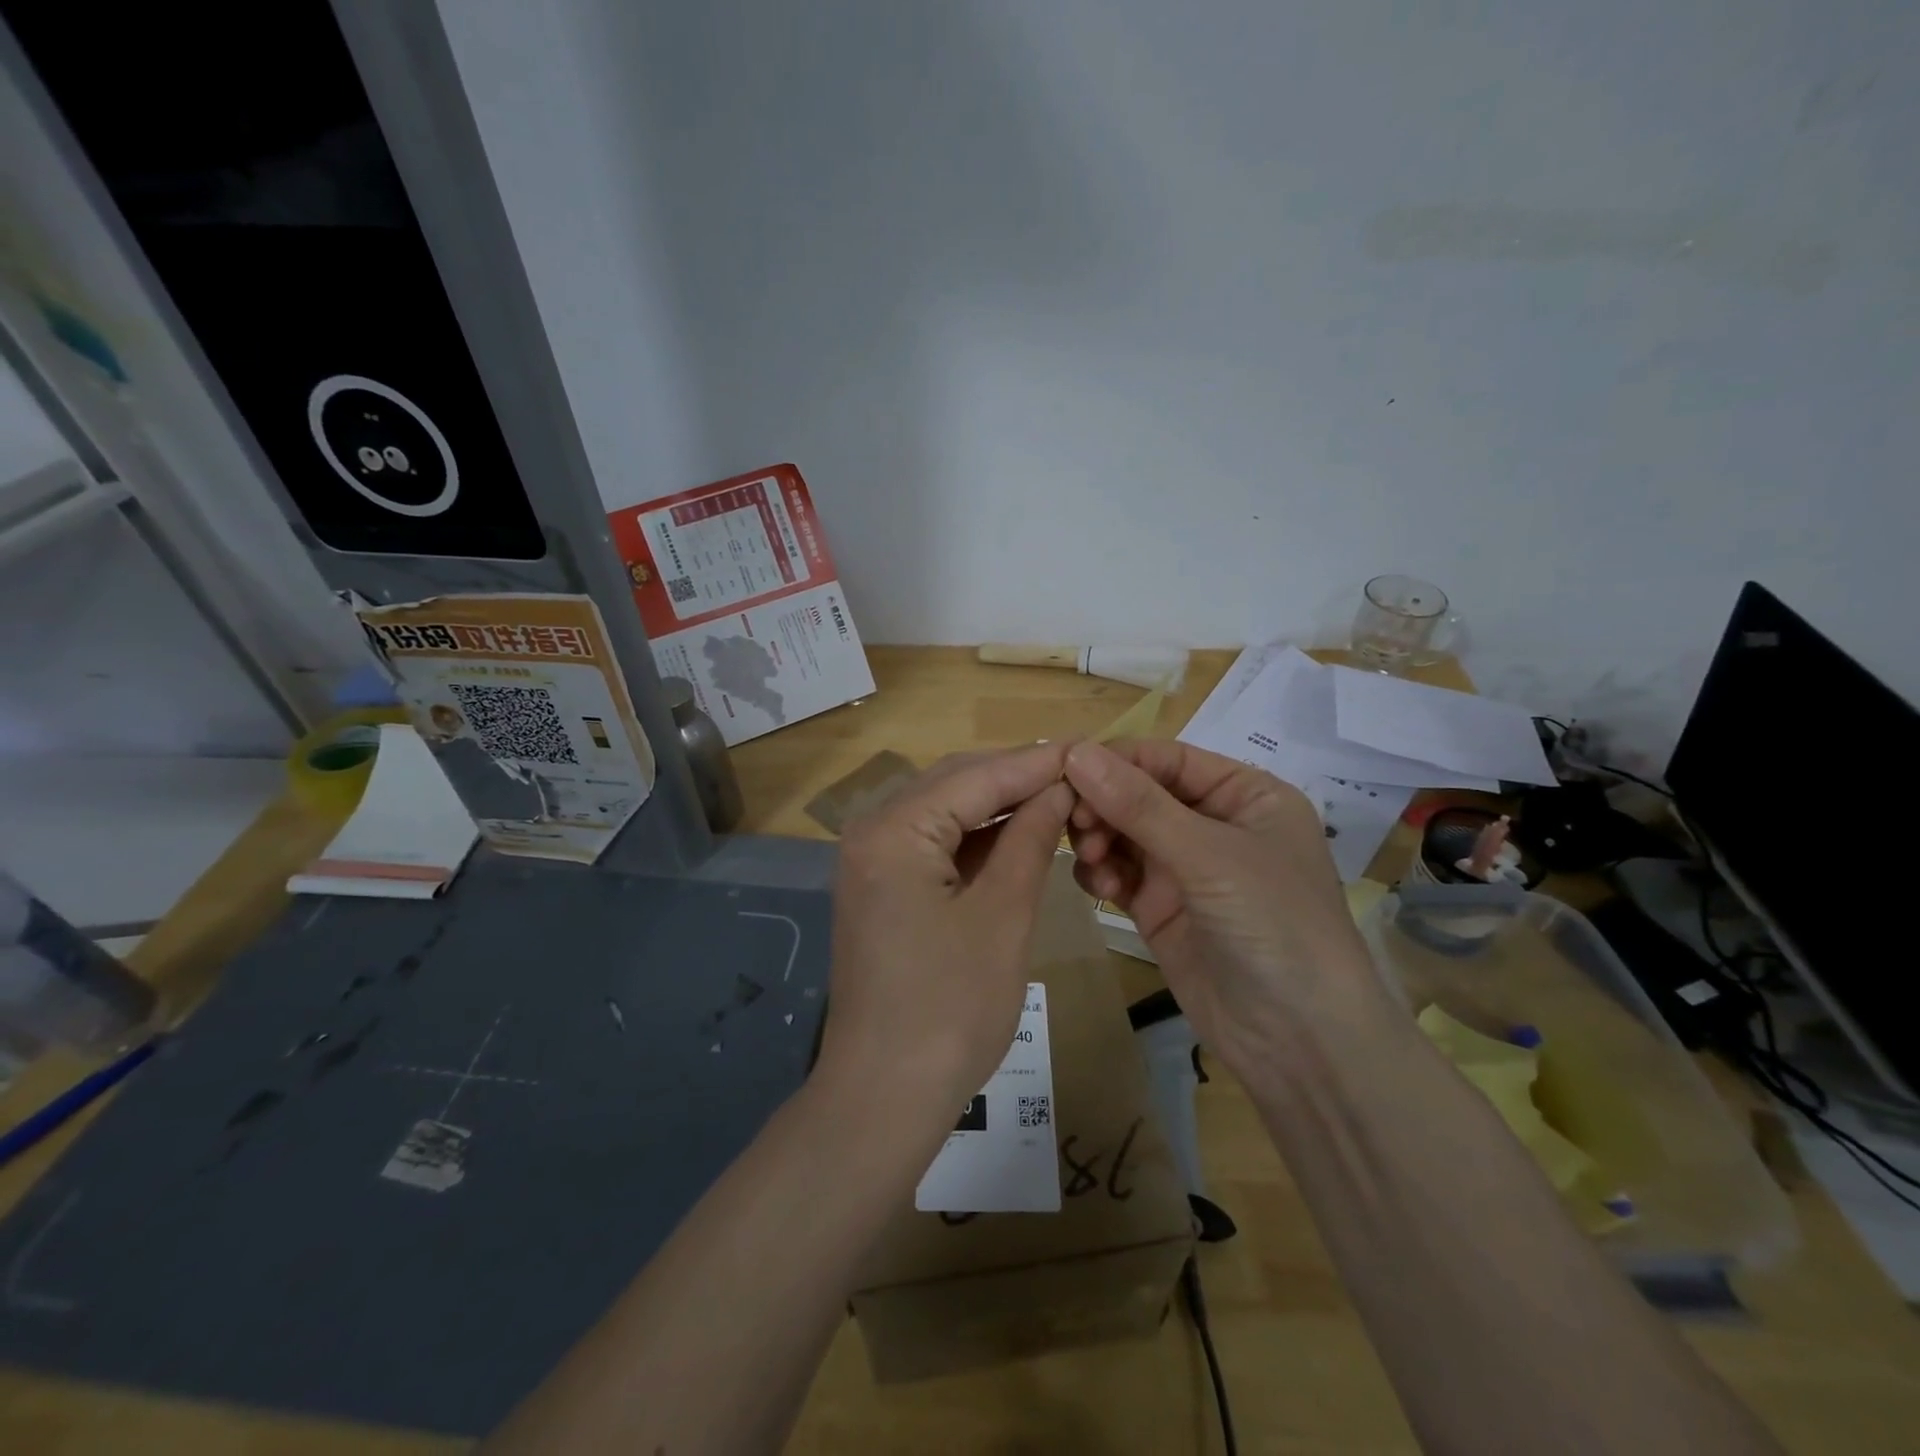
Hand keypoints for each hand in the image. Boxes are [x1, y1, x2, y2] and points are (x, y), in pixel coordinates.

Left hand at [819, 743, 1074, 1125]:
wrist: (885, 1095)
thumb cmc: (951, 1009)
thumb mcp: (1003, 916)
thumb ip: (1030, 840)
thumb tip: (1060, 789)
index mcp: (894, 830)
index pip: (976, 776)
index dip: (1037, 763)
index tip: (1090, 750)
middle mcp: (872, 831)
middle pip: (955, 783)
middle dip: (1017, 778)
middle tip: (1080, 775)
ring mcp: (871, 860)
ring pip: (945, 811)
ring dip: (998, 806)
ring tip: (1059, 800)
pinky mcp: (880, 887)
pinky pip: (934, 844)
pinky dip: (976, 838)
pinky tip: (1018, 836)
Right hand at [1063, 738, 1381, 1081]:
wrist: (1300, 1041)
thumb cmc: (1273, 925)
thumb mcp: (1208, 855)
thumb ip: (1139, 804)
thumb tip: (1075, 751)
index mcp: (1244, 794)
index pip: (1167, 758)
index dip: (1117, 760)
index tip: (1066, 770)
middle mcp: (1213, 824)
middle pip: (1139, 793)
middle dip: (1103, 804)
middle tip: (1075, 824)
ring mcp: (1184, 868)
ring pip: (1122, 832)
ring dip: (1098, 837)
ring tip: (1091, 858)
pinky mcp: (1160, 907)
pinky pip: (1117, 872)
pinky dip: (1099, 871)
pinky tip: (1098, 884)